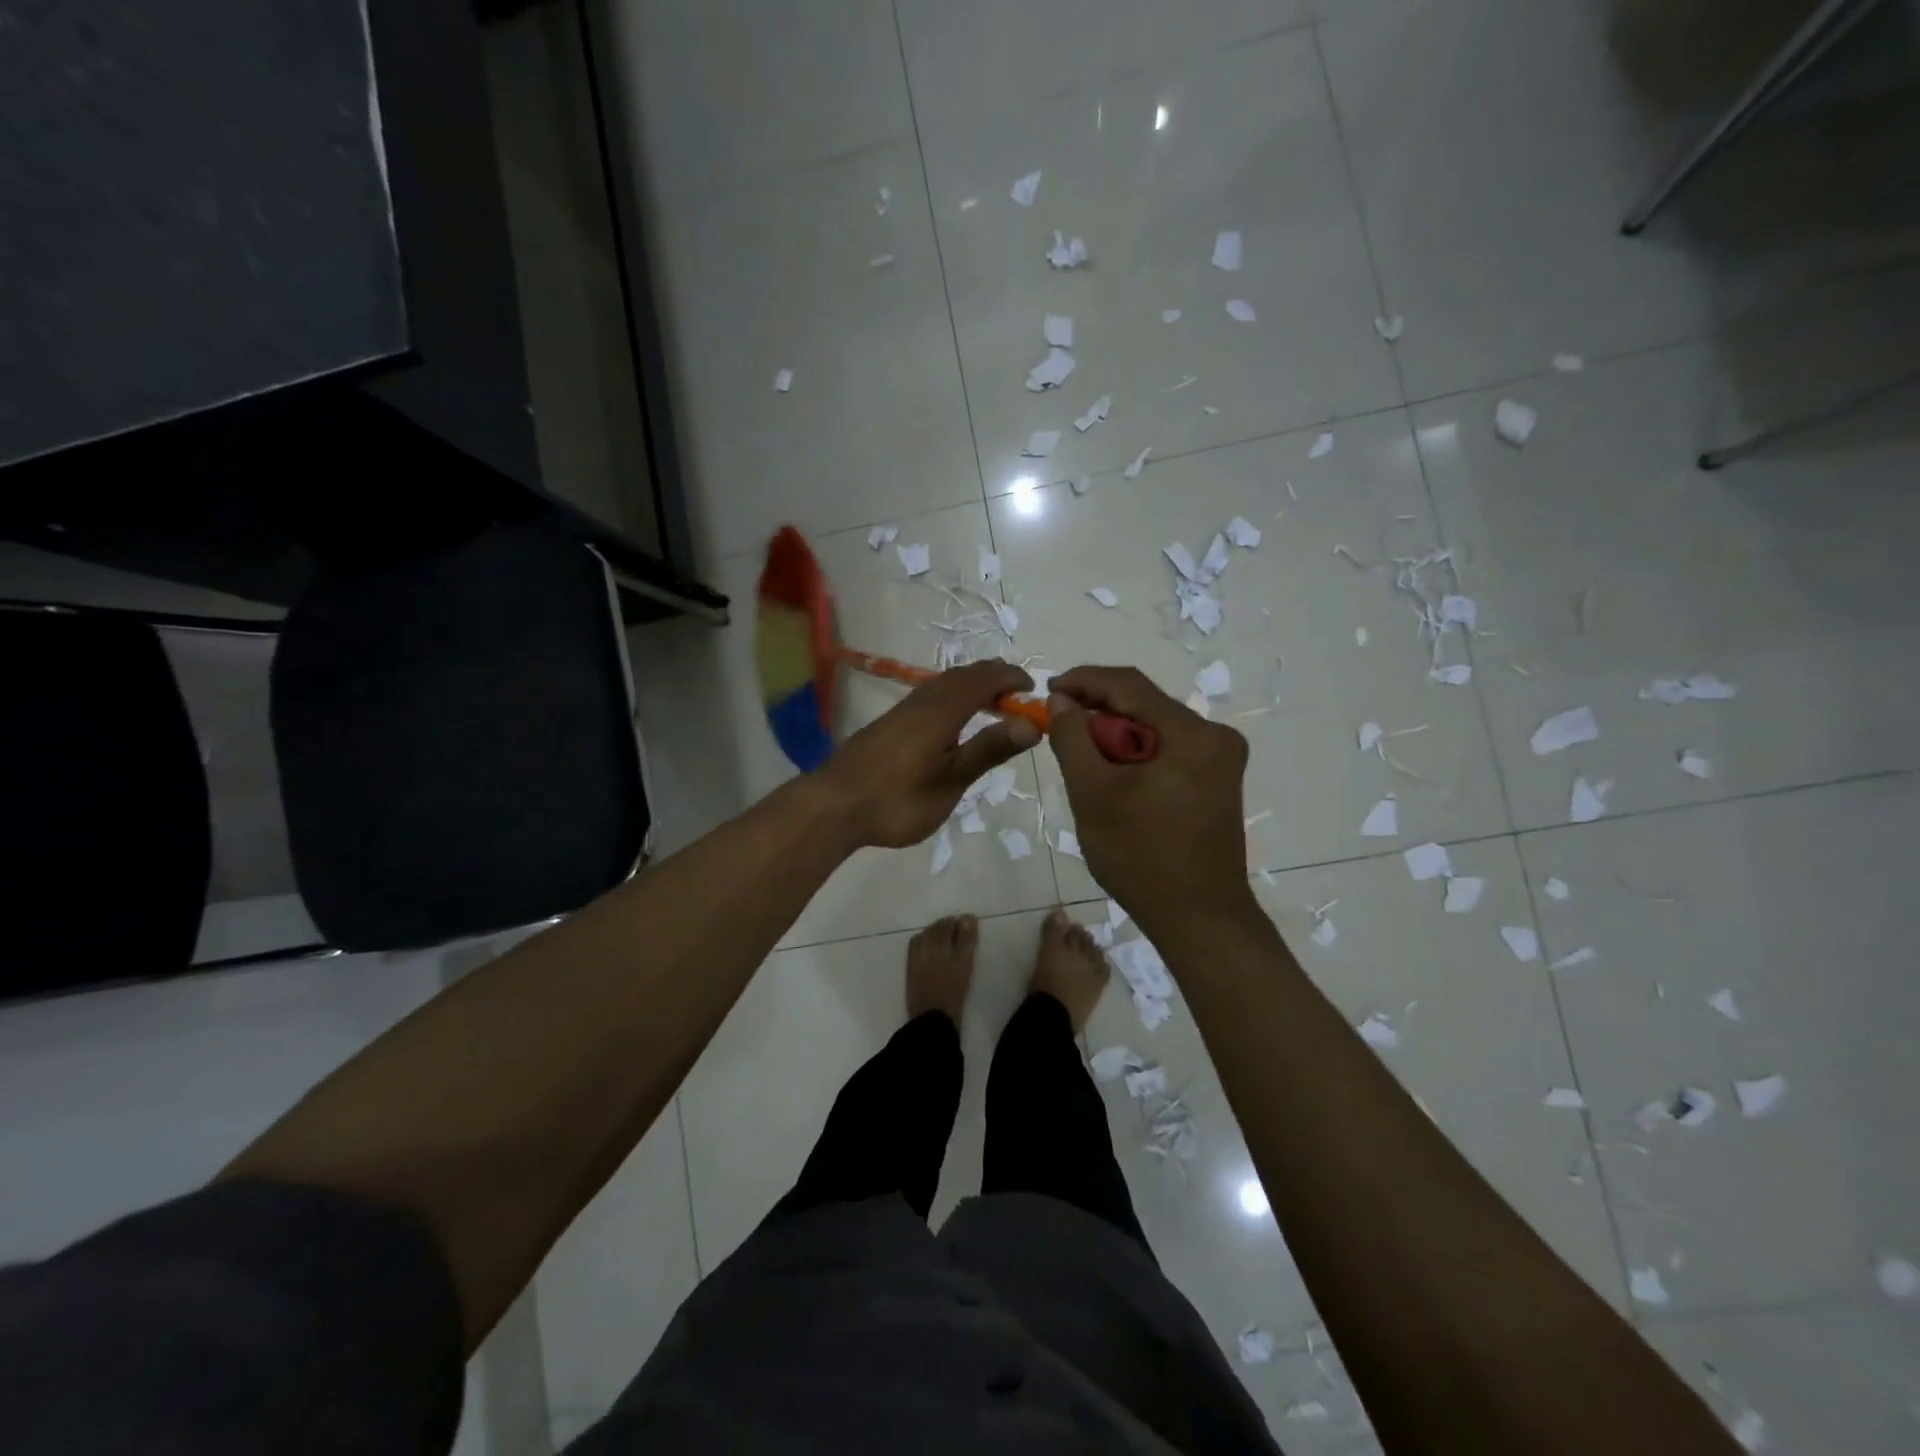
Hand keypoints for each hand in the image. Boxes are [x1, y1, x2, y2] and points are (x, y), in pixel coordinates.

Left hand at [817, 661, 1041, 849]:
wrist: (833, 805)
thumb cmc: (898, 799)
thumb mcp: (951, 780)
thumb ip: (989, 749)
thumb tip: (1032, 723)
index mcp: (943, 710)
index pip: (986, 679)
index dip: (1012, 678)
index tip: (1035, 690)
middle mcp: (923, 700)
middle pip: (963, 675)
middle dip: (994, 678)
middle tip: (1018, 697)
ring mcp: (902, 711)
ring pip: (944, 683)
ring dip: (972, 686)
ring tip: (991, 705)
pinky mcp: (889, 723)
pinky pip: (930, 695)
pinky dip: (953, 696)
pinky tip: (952, 722)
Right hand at [1047, 666, 1256, 933]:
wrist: (1199, 919)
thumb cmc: (1142, 857)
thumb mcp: (1093, 793)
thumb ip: (1073, 738)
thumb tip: (1062, 701)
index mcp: (1192, 734)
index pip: (1129, 685)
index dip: (1083, 681)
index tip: (1047, 692)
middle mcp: (1215, 737)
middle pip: (1143, 707)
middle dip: (1097, 716)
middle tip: (1059, 734)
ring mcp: (1220, 761)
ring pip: (1152, 731)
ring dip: (1114, 740)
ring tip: (1082, 764)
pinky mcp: (1215, 782)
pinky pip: (1166, 753)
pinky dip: (1134, 758)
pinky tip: (1113, 782)